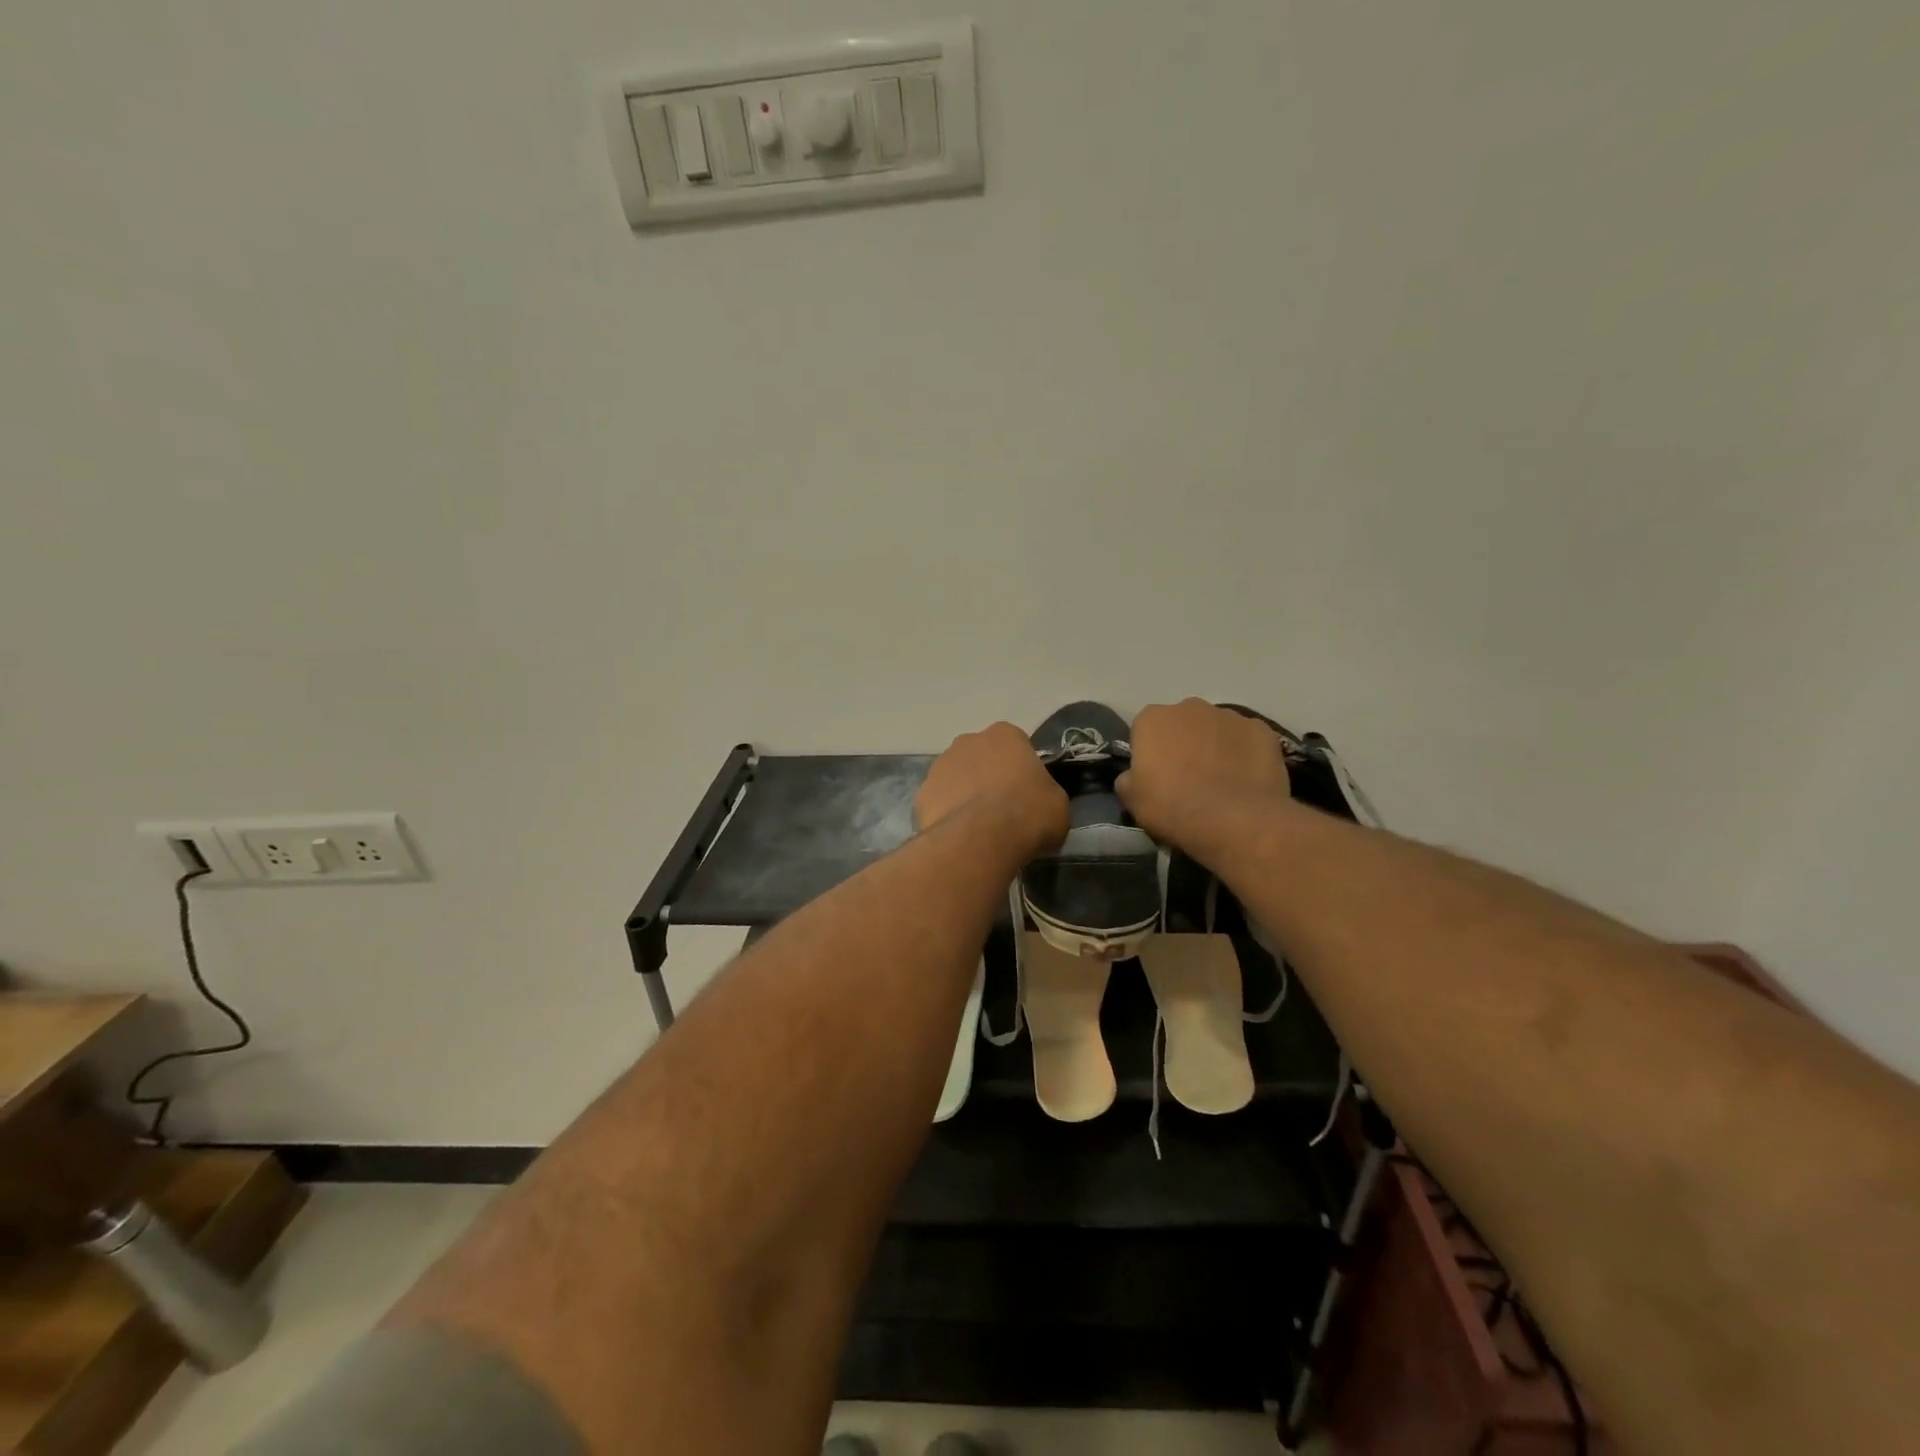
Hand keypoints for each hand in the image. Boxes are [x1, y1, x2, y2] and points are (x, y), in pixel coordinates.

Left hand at [917, 723, 1069, 857]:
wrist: (981, 840)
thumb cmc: (1028, 813)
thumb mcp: (1058, 804)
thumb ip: (1045, 793)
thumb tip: (1038, 803)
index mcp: (1004, 735)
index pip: (1016, 745)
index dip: (1021, 770)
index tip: (1026, 793)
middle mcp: (968, 741)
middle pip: (981, 757)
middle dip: (988, 777)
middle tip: (1002, 809)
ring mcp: (940, 766)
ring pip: (956, 778)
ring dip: (965, 794)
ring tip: (979, 827)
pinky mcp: (921, 794)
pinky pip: (939, 802)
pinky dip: (947, 815)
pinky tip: (959, 836)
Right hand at [1118, 699, 1292, 853]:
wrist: (1232, 821)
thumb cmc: (1172, 807)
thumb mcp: (1132, 799)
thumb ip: (1128, 778)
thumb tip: (1134, 776)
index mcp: (1153, 718)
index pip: (1145, 729)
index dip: (1150, 753)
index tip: (1156, 776)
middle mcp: (1190, 707)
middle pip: (1183, 723)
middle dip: (1184, 743)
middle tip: (1188, 778)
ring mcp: (1230, 716)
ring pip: (1217, 729)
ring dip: (1215, 746)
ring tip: (1221, 782)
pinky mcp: (1263, 731)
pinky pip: (1248, 740)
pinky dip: (1246, 754)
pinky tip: (1246, 780)